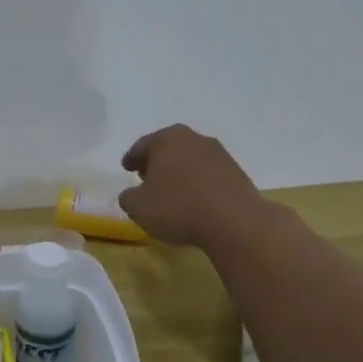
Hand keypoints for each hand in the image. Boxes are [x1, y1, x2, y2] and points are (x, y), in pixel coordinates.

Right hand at [118, 124, 266, 248]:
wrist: (234, 222)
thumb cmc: (178, 208)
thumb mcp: (138, 207)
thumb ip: (128, 197)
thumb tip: (133, 194)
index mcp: (166, 140)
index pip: (142, 146)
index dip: (132, 158)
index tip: (126, 167)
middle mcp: (193, 139)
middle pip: (168, 147)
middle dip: (157, 160)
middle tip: (147, 175)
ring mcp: (219, 154)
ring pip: (190, 158)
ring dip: (179, 171)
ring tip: (171, 189)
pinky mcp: (236, 172)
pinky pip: (208, 173)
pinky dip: (198, 182)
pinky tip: (194, 199)